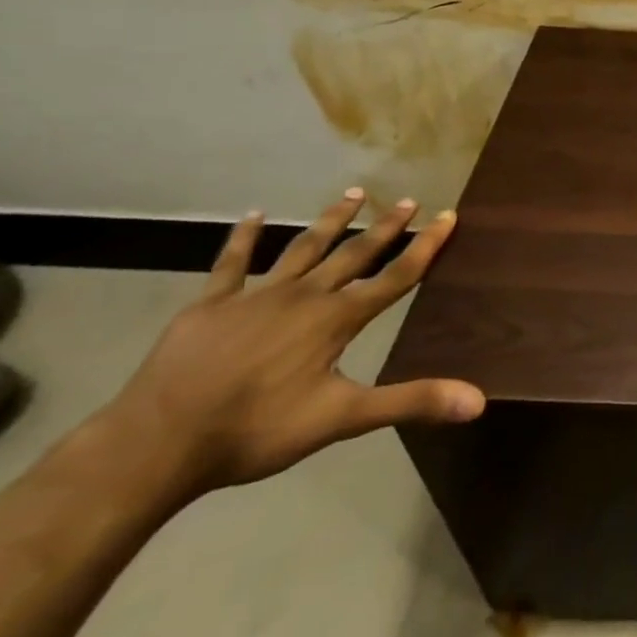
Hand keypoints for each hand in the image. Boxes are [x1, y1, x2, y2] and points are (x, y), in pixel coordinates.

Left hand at [101, 191, 484, 497]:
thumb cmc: (255, 431)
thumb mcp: (342, 419)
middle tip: (408, 200)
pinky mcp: (211, 304)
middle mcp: (305, 296)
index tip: (448, 215)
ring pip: (304, 248)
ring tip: (355, 193)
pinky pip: (231, 263)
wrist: (157, 443)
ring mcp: (256, 296)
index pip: (396, 276)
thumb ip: (411, 402)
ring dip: (332, 220)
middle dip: (385, 227)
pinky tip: (252, 216)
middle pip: (355, 254)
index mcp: (337, 319)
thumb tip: (479, 401)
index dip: (426, 246)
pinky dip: (243, 238)